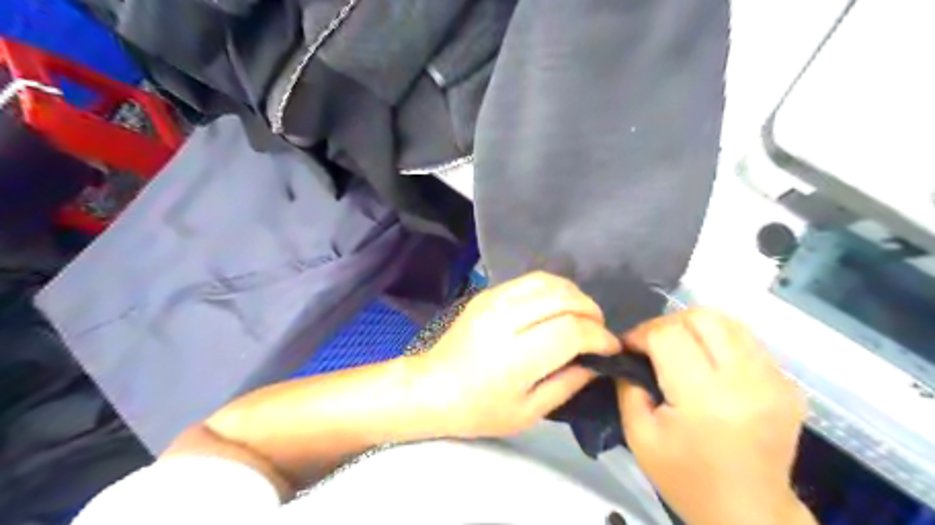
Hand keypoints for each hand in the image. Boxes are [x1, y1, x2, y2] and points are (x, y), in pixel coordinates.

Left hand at [410, 271, 618, 439]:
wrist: (432, 387)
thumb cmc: (479, 409)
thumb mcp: (528, 412)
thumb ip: (568, 384)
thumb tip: (597, 363)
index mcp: (515, 356)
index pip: (571, 331)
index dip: (599, 337)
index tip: (612, 348)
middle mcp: (505, 319)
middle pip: (564, 299)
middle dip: (592, 312)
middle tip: (600, 332)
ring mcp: (494, 300)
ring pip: (549, 282)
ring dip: (575, 295)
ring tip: (583, 316)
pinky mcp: (488, 292)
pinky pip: (530, 279)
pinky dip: (554, 288)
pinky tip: (558, 305)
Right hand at [615, 309, 812, 523]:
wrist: (750, 513)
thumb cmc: (687, 478)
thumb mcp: (640, 436)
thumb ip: (628, 387)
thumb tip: (627, 353)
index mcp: (704, 399)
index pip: (668, 336)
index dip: (641, 333)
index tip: (629, 347)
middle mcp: (745, 382)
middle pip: (701, 318)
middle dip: (667, 324)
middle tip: (652, 344)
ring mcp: (773, 381)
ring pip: (728, 321)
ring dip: (695, 326)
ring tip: (679, 347)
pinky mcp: (788, 385)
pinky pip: (747, 341)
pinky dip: (720, 341)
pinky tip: (708, 362)